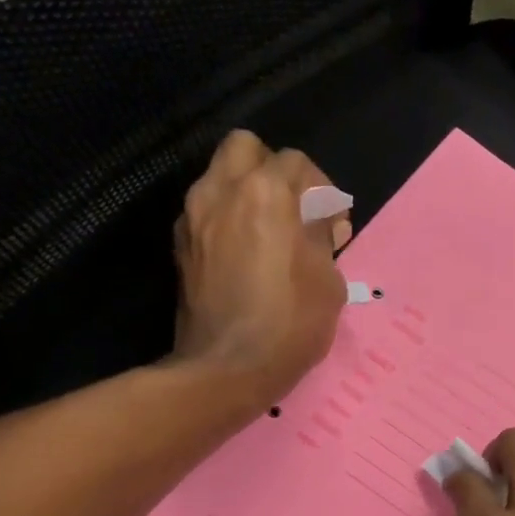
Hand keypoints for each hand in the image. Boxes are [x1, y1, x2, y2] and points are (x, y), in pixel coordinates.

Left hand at [171, 130, 351, 402]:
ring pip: (220, 176)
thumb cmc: (291, 323)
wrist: (228, 367)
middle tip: (295, 209)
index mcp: (265, 193)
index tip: (333, 225)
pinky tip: (247, 255)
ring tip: (271, 234)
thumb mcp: (329, 280)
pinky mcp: (181, 244)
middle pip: (246, 148)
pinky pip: (207, 210)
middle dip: (274, 170)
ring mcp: (194, 216)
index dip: (322, 189)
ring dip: (248, 193)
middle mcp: (222, 191)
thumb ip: (322, 237)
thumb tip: (319, 222)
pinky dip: (229, 219)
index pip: (296, 162)